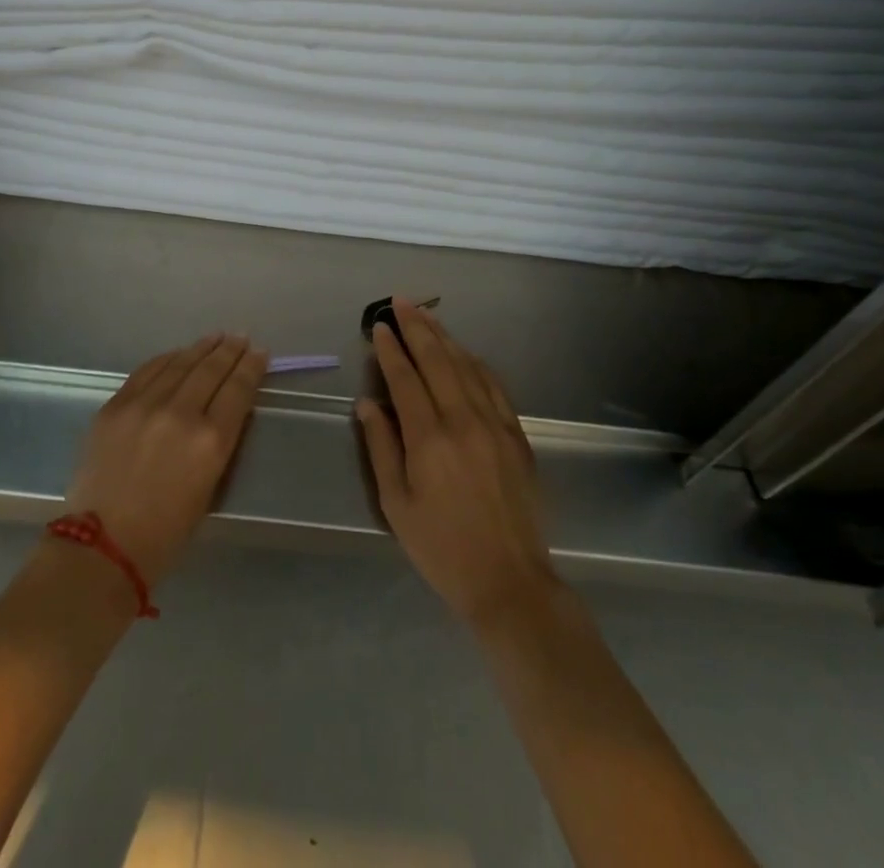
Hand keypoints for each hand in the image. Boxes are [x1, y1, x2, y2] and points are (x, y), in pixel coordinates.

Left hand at [64, 334, 267, 587]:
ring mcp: (144, 405)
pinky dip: (167, 359)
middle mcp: (180, 413)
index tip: (260, 353)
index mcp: (211, 441)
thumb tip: (223, 412)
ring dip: (200, 348)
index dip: (251, 367)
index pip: (238, 390)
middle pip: (211, 370)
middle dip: (229, 351)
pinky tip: (177, 354)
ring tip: (215, 338)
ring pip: (179, 364)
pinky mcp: (116, 405)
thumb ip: (217, 444)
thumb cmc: (164, 534)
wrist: (100, 548)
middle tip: (240, 338)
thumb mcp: (209, 489)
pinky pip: (147, 371)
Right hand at [356, 301, 560, 626]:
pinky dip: (476, 363)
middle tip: (401, 302)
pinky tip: (465, 352)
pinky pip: (494, 386)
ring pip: (467, 366)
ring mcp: (494, 425)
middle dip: (417, 327)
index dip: (390, 349)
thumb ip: (380, 447)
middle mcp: (463, 421)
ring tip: (427, 315)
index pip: (405, 378)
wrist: (509, 581)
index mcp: (429, 438)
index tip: (379, 326)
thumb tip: (367, 403)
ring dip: (445, 337)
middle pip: (438, 361)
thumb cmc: (441, 548)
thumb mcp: (396, 504)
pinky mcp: (516, 435)